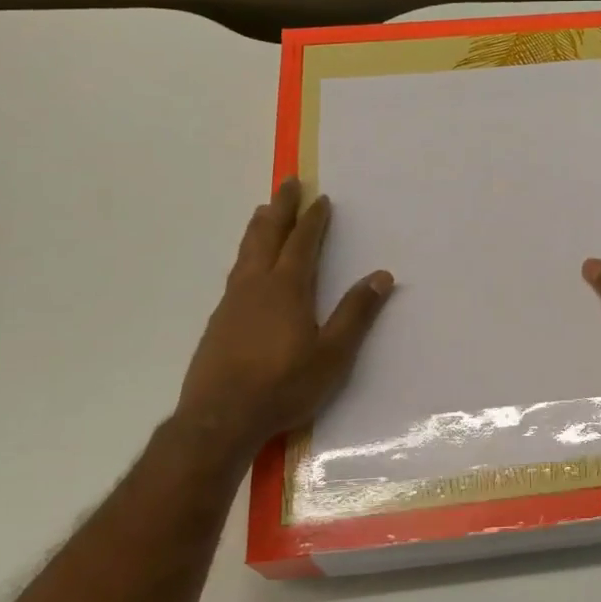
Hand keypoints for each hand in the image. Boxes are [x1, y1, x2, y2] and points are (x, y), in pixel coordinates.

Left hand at [177, 178, 393, 443]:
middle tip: (287, 184)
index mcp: (287, 289)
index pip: (302, 243)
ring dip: (259, 228)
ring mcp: (232, 302)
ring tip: (263, 212)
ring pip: (246, 252)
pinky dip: (246, 255)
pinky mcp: (218, 321)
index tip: (320, 198)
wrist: (220, 418)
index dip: (313, 220)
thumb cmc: (284, 385)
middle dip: (280, 208)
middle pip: (268, 236)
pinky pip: (236, 273)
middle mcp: (256, 286)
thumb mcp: (333, 354)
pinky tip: (247, 267)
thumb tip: (381, 275)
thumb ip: (356, 313)